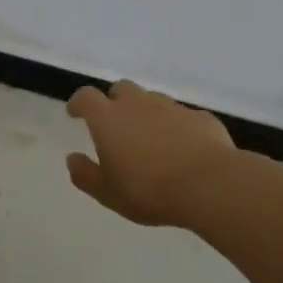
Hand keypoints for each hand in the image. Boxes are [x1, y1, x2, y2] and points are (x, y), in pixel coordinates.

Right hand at [66, 80, 234, 226]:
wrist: (210, 185)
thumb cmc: (149, 190)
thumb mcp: (108, 193)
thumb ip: (85, 175)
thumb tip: (72, 159)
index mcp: (108, 119)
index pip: (86, 97)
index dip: (79, 103)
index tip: (75, 112)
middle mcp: (138, 104)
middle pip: (121, 89)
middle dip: (115, 101)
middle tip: (116, 125)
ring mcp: (172, 108)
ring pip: (153, 101)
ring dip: (147, 114)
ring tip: (151, 140)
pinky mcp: (201, 118)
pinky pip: (183, 117)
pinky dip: (177, 128)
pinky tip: (183, 149)